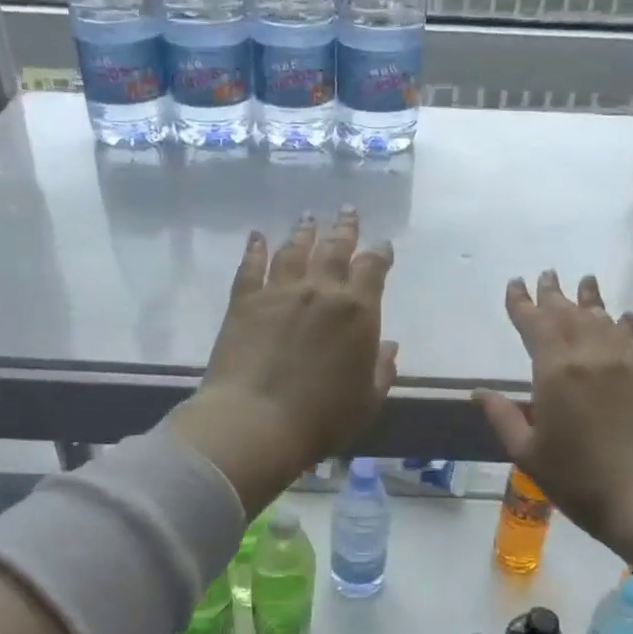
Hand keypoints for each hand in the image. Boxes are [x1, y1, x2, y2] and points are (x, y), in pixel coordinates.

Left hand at [169, 208, 397, 515]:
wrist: (256, 421)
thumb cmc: (321, 419)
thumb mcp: (367, 401)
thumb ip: (381, 370)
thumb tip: (388, 346)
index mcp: (358, 311)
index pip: (373, 268)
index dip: (379, 254)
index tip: (382, 246)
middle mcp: (321, 290)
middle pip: (335, 248)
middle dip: (345, 228)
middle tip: (348, 211)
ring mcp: (280, 291)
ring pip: (295, 250)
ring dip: (304, 232)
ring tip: (308, 218)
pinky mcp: (245, 301)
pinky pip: (251, 266)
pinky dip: (256, 249)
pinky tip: (257, 237)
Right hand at [475, 271, 632, 560]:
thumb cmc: (581, 481)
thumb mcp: (530, 454)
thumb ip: (504, 417)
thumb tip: (479, 392)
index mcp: (555, 371)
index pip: (534, 324)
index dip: (522, 303)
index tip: (515, 283)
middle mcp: (591, 355)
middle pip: (568, 314)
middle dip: (553, 294)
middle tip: (546, 275)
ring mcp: (626, 363)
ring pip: (602, 319)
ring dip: (589, 299)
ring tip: (583, 282)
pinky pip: (631, 338)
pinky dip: (621, 323)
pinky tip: (621, 317)